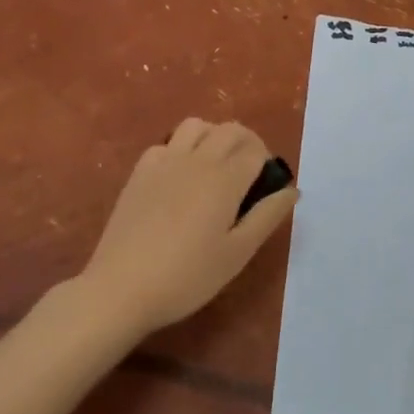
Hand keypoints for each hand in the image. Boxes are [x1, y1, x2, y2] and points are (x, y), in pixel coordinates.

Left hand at [79, 119, 296, 335]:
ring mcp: (165, 160)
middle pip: (230, 130)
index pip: (256, 151)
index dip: (267, 164)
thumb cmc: (187, 276)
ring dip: (213, 136)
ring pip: (197, 125)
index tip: (265, 189)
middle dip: (247, 143)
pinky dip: (181, 149)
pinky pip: (167, 143)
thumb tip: (292, 189)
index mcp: (225, 178)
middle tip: (248, 175)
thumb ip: (267, 216)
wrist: (121, 288)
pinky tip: (179, 177)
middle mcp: (198, 159)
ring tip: (216, 166)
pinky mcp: (140, 171)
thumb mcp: (237, 254)